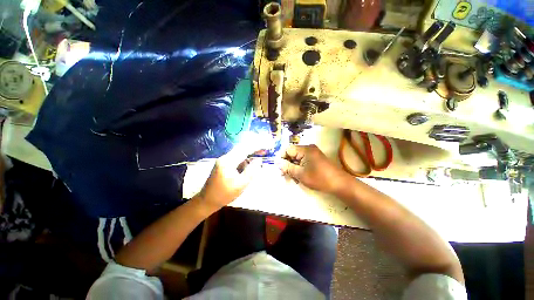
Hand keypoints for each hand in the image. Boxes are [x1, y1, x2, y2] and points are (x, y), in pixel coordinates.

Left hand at [196, 136, 265, 212]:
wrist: (207, 200)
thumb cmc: (224, 194)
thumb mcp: (241, 184)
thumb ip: (251, 171)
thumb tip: (258, 160)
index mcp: (228, 161)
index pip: (244, 149)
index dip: (256, 146)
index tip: (266, 145)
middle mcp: (225, 157)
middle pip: (241, 148)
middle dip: (254, 148)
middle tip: (265, 149)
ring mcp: (223, 160)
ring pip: (239, 152)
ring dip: (249, 152)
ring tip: (260, 154)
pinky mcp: (223, 164)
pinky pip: (236, 157)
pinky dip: (245, 158)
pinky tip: (250, 162)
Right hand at [280, 144, 347, 193]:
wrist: (339, 183)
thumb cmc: (319, 178)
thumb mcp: (300, 174)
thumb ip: (287, 167)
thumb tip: (277, 162)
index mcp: (304, 150)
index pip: (287, 149)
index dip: (282, 158)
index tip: (281, 169)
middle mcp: (308, 148)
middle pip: (292, 154)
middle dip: (288, 165)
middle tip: (286, 176)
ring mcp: (312, 153)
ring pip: (297, 158)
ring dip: (293, 168)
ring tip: (295, 179)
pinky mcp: (315, 158)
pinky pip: (303, 161)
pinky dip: (300, 168)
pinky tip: (300, 177)